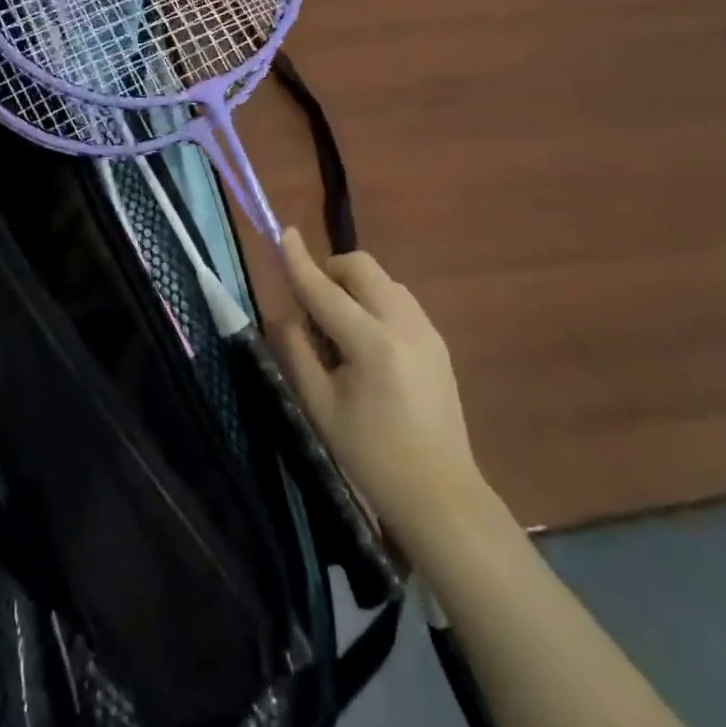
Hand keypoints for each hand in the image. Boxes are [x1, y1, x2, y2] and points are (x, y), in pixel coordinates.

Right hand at [268, 230, 490, 562]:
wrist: (440, 494)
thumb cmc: (371, 456)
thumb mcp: (320, 407)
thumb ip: (297, 352)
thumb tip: (286, 315)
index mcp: (372, 342)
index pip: (325, 290)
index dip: (300, 261)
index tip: (285, 232)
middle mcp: (404, 324)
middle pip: (362, 268)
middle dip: (331, 271)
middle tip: (312, 307)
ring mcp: (427, 330)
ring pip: (383, 281)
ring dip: (354, 287)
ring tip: (339, 329)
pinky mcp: (438, 342)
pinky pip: (399, 301)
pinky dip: (374, 302)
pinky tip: (367, 342)